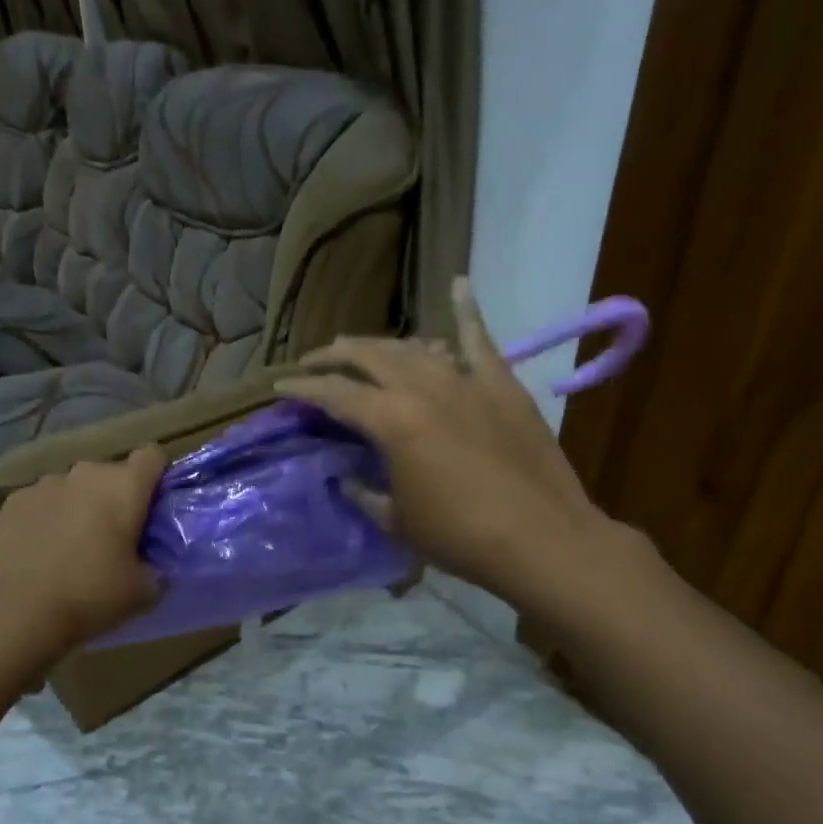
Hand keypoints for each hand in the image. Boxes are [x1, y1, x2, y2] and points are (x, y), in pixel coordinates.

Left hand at [0, 446, 166, 652]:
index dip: (157, 476)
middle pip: (111, 473)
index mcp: (125, 487)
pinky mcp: (14, 501)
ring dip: (80, 505)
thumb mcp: (143, 592)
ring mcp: (46, 483)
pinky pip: (42, 501)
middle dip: (116, 497)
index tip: (154, 506)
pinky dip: (47, 516)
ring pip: (74, 486)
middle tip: (114, 537)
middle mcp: (86, 473)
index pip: (152, 456)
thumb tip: (154, 566)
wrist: (17, 610)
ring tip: (72, 544)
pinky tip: (40, 549)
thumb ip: (157, 569)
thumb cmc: (91, 595)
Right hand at [275, 279, 635, 625]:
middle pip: (369, 357)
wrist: (542, 539)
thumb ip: (364, 493)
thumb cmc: (460, 537)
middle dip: (335, 356)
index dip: (302, 388)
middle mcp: (422, 388)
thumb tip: (344, 478)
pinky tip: (457, 284)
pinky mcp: (502, 384)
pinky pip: (480, 339)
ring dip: (383, 345)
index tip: (280, 386)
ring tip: (363, 349)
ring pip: (414, 347)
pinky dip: (467, 310)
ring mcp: (465, 380)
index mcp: (391, 421)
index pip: (334, 394)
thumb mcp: (397, 521)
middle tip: (314, 361)